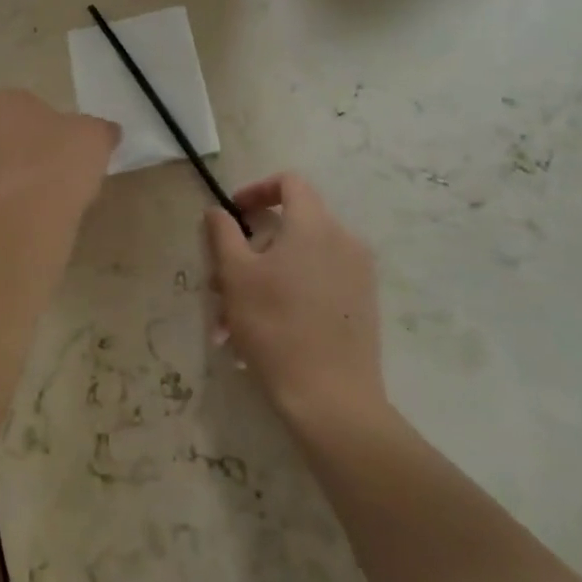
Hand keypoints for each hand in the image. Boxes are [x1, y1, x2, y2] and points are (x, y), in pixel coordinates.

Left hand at [0, 89, 117, 208]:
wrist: (28, 215)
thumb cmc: (60, 159)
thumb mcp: (96, 135)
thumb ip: (100, 129)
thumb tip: (108, 132)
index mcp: (4, 100)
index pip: (29, 104)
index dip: (51, 123)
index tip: (70, 142)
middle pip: (11, 132)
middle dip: (31, 146)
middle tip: (62, 164)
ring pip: (2, 163)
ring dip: (21, 173)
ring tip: (53, 193)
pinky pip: (0, 193)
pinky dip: (16, 199)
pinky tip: (38, 211)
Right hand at [204, 172, 384, 424]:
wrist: (332, 399)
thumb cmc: (275, 326)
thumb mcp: (235, 275)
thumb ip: (223, 233)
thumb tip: (218, 211)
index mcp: (315, 224)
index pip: (289, 182)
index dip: (257, 190)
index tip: (234, 214)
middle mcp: (344, 240)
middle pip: (290, 226)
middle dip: (251, 250)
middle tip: (221, 283)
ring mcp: (358, 274)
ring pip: (300, 260)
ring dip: (263, 279)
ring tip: (232, 322)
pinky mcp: (362, 305)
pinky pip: (318, 283)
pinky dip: (288, 295)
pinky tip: (261, 334)